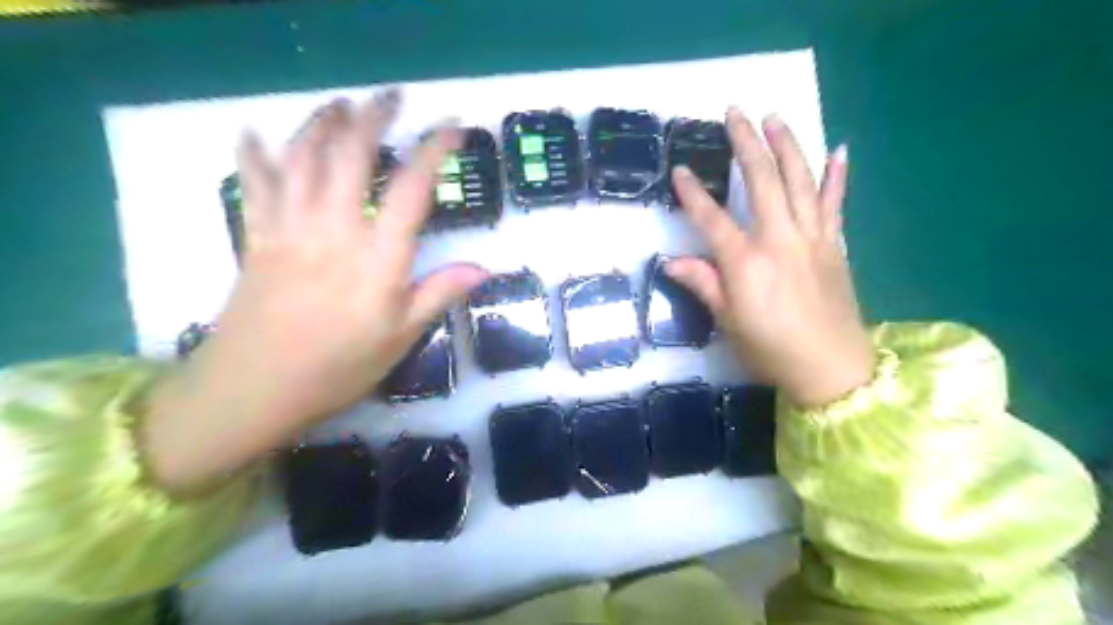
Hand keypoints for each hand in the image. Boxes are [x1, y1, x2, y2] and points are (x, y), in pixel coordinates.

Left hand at [141, 93, 482, 492]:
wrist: (253, 390)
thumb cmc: (337, 369)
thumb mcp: (400, 338)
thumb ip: (440, 294)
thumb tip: (485, 268)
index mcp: (377, 260)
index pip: (412, 190)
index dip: (435, 151)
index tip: (454, 127)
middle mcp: (334, 231)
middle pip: (351, 155)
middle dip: (373, 117)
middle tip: (392, 98)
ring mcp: (289, 230)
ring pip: (302, 158)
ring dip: (322, 122)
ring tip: (342, 104)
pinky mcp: (255, 238)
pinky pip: (253, 185)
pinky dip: (254, 154)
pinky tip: (255, 133)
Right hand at [663, 111, 872, 406]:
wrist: (831, 368)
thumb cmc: (771, 348)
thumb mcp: (728, 321)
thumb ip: (704, 284)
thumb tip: (673, 261)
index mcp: (746, 262)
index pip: (712, 219)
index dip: (694, 194)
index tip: (681, 170)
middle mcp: (780, 240)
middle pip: (763, 181)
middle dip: (747, 143)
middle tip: (735, 112)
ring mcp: (813, 238)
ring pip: (800, 180)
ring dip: (787, 144)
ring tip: (775, 116)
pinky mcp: (835, 244)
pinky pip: (835, 203)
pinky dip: (837, 176)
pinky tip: (838, 149)